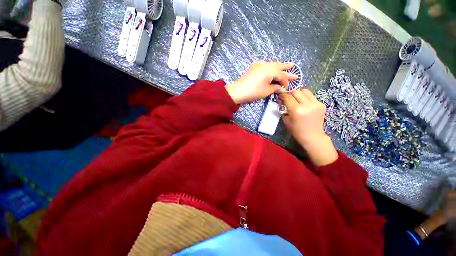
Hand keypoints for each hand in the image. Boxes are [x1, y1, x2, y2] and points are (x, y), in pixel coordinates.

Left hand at [225, 61, 297, 103]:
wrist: (238, 91)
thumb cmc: (253, 92)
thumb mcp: (266, 91)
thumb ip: (275, 88)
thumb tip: (281, 88)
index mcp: (271, 70)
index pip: (282, 75)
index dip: (286, 81)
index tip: (288, 86)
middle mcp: (266, 64)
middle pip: (278, 66)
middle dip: (286, 68)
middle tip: (294, 67)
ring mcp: (259, 64)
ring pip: (272, 64)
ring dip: (279, 66)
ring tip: (286, 66)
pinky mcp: (254, 67)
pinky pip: (265, 65)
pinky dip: (271, 67)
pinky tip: (272, 68)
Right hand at [280, 89, 337, 165]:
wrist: (313, 136)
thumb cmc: (296, 131)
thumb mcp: (286, 120)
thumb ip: (283, 109)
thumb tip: (281, 100)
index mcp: (296, 110)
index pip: (288, 97)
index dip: (282, 95)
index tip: (280, 96)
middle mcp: (307, 104)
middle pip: (296, 91)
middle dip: (290, 93)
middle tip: (288, 98)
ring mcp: (316, 103)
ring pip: (305, 91)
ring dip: (299, 93)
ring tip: (296, 99)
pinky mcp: (321, 104)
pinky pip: (311, 96)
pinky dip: (306, 97)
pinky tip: (304, 104)